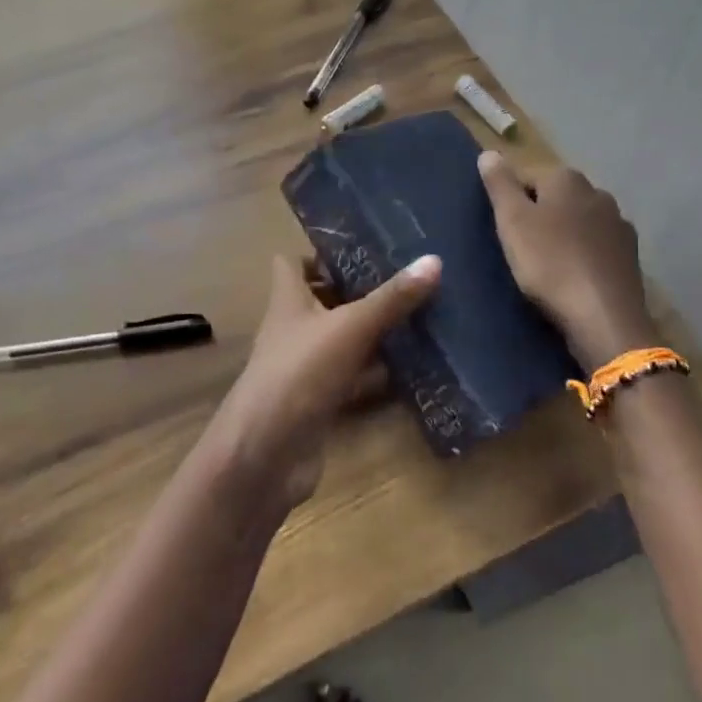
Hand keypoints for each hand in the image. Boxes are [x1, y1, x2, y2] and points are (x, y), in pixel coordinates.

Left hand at [211, 253, 440, 508]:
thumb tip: (434, 260)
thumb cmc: (300, 372)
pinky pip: (351, 378)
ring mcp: (304, 367)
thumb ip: (391, 298)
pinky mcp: (318, 401)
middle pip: (321, 300)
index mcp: (288, 300)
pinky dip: (375, 374)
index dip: (319, 253)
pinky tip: (412, 368)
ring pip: (340, 340)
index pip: (292, 263)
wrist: (267, 453)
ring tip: (418, 316)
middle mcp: (292, 329)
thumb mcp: (350, 328)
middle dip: (357, 291)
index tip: (360, 247)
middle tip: (403, 279)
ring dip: (371, 332)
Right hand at [478, 151, 657, 369]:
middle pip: (556, 197)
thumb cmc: (549, 263)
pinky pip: (597, 245)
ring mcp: (618, 223)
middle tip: (520, 247)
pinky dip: (583, 253)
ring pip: (579, 220)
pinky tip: (574, 275)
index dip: (510, 201)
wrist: (603, 315)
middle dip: (539, 215)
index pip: (527, 177)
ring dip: (563, 234)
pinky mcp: (630, 254)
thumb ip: (500, 185)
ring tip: (546, 263)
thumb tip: (489, 152)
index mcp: (566, 179)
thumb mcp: (512, 221)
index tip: (502, 229)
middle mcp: (597, 192)